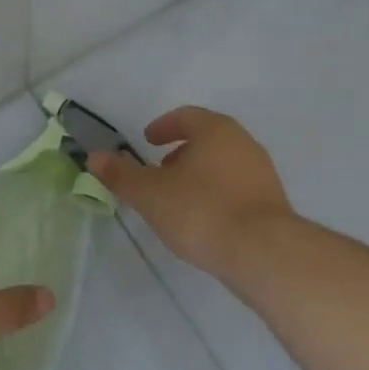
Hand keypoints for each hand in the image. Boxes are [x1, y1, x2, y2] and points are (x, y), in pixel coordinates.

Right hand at [88, 106, 292, 280]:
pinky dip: (217, 193)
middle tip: (160, 170)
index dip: (163, 127)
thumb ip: (121, 174)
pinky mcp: (273, 201)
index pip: (185, 116)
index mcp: (215, 130)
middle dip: (181, 152)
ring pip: (224, 163)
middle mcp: (243, 142)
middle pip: (207, 138)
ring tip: (179, 199)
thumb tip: (95, 156)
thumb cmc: (200, 211)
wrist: (262, 252)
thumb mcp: (150, 194)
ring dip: (200, 174)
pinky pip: (238, 187)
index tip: (147, 141)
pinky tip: (205, 219)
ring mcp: (262, 171)